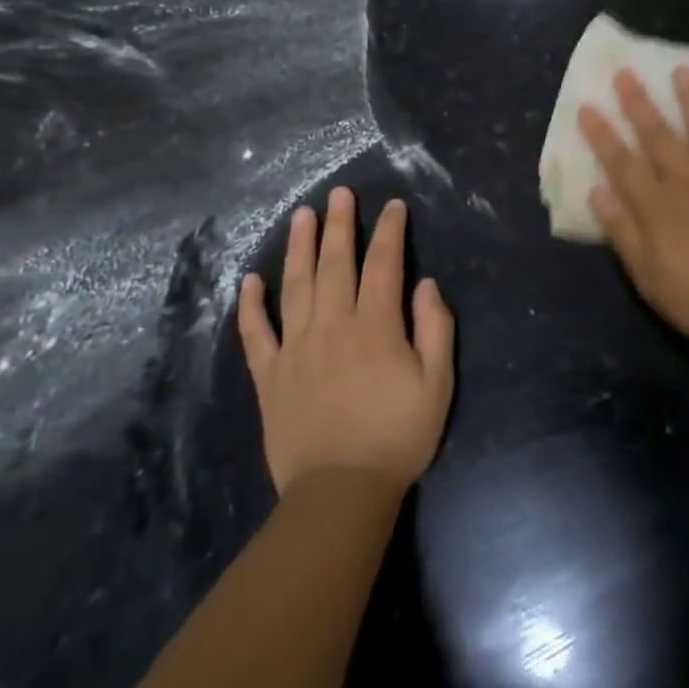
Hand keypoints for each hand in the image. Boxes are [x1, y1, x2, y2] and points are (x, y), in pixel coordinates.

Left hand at [238, 188, 454, 494]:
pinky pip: (256, 334)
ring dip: (299, 247)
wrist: (340, 493)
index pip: (383, 264)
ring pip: (295, 286)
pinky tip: (250, 280)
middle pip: (336, 263)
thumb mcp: (438, 384)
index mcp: (375, 326)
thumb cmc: (397, 436)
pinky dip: (250, 306)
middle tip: (339, 193)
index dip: (390, 232)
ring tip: (301, 215)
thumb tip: (426, 285)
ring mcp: (296, 348)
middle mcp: (333, 326)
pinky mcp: (270, 376)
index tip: (393, 206)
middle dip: (340, 225)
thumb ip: (435, 329)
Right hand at [579, 67, 688, 357]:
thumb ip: (622, 230)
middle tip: (626, 72)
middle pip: (659, 136)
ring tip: (683, 70)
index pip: (622, 162)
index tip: (588, 106)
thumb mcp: (648, 275)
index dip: (602, 135)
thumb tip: (597, 189)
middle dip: (639, 104)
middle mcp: (688, 181)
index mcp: (658, 204)